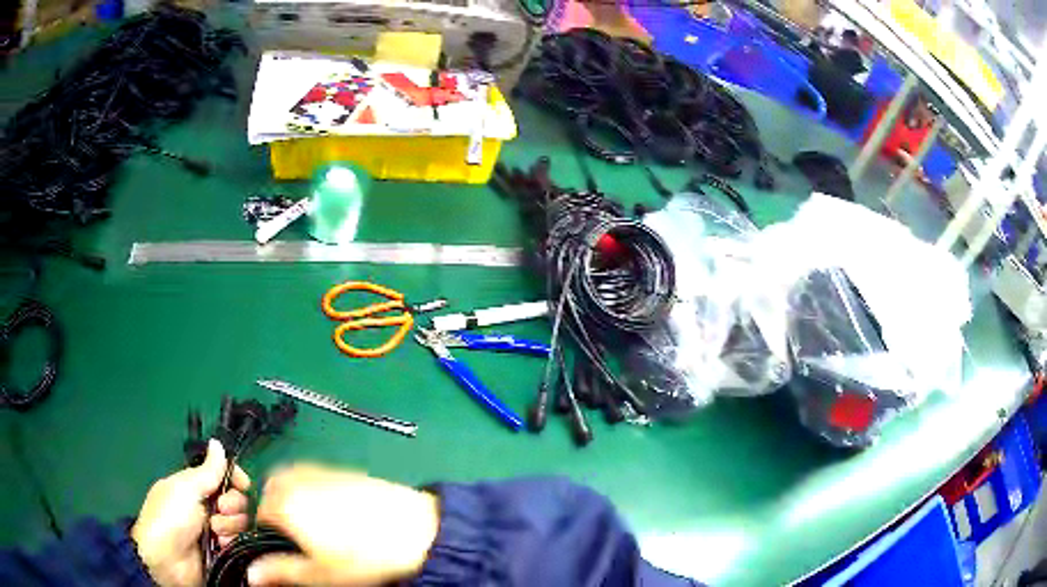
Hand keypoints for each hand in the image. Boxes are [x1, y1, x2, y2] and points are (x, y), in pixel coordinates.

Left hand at [131, 440, 250, 585]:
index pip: (224, 476)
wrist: (167, 560)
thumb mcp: (185, 488)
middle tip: (219, 510)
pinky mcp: (225, 553)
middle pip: (237, 500)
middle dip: (232, 504)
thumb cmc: (170, 517)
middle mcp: (208, 508)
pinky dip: (233, 543)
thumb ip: (207, 470)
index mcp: (196, 487)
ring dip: (231, 526)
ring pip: (241, 523)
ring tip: (215, 532)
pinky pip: (241, 544)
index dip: (235, 478)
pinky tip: (222, 545)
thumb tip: (218, 442)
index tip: (242, 483)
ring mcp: (217, 532)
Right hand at [247, 464, 439, 585]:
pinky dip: (313, 490)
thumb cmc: (364, 556)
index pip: (257, 514)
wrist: (417, 529)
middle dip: (278, 514)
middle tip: (298, 539)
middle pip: (271, 493)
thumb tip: (252, 575)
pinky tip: (335, 512)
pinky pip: (313, 476)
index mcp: (283, 502)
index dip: (265, 534)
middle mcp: (295, 478)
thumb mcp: (320, 573)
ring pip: (291, 482)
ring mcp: (319, 470)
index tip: (279, 549)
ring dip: (294, 500)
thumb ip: (281, 572)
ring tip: (316, 527)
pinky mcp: (342, 470)